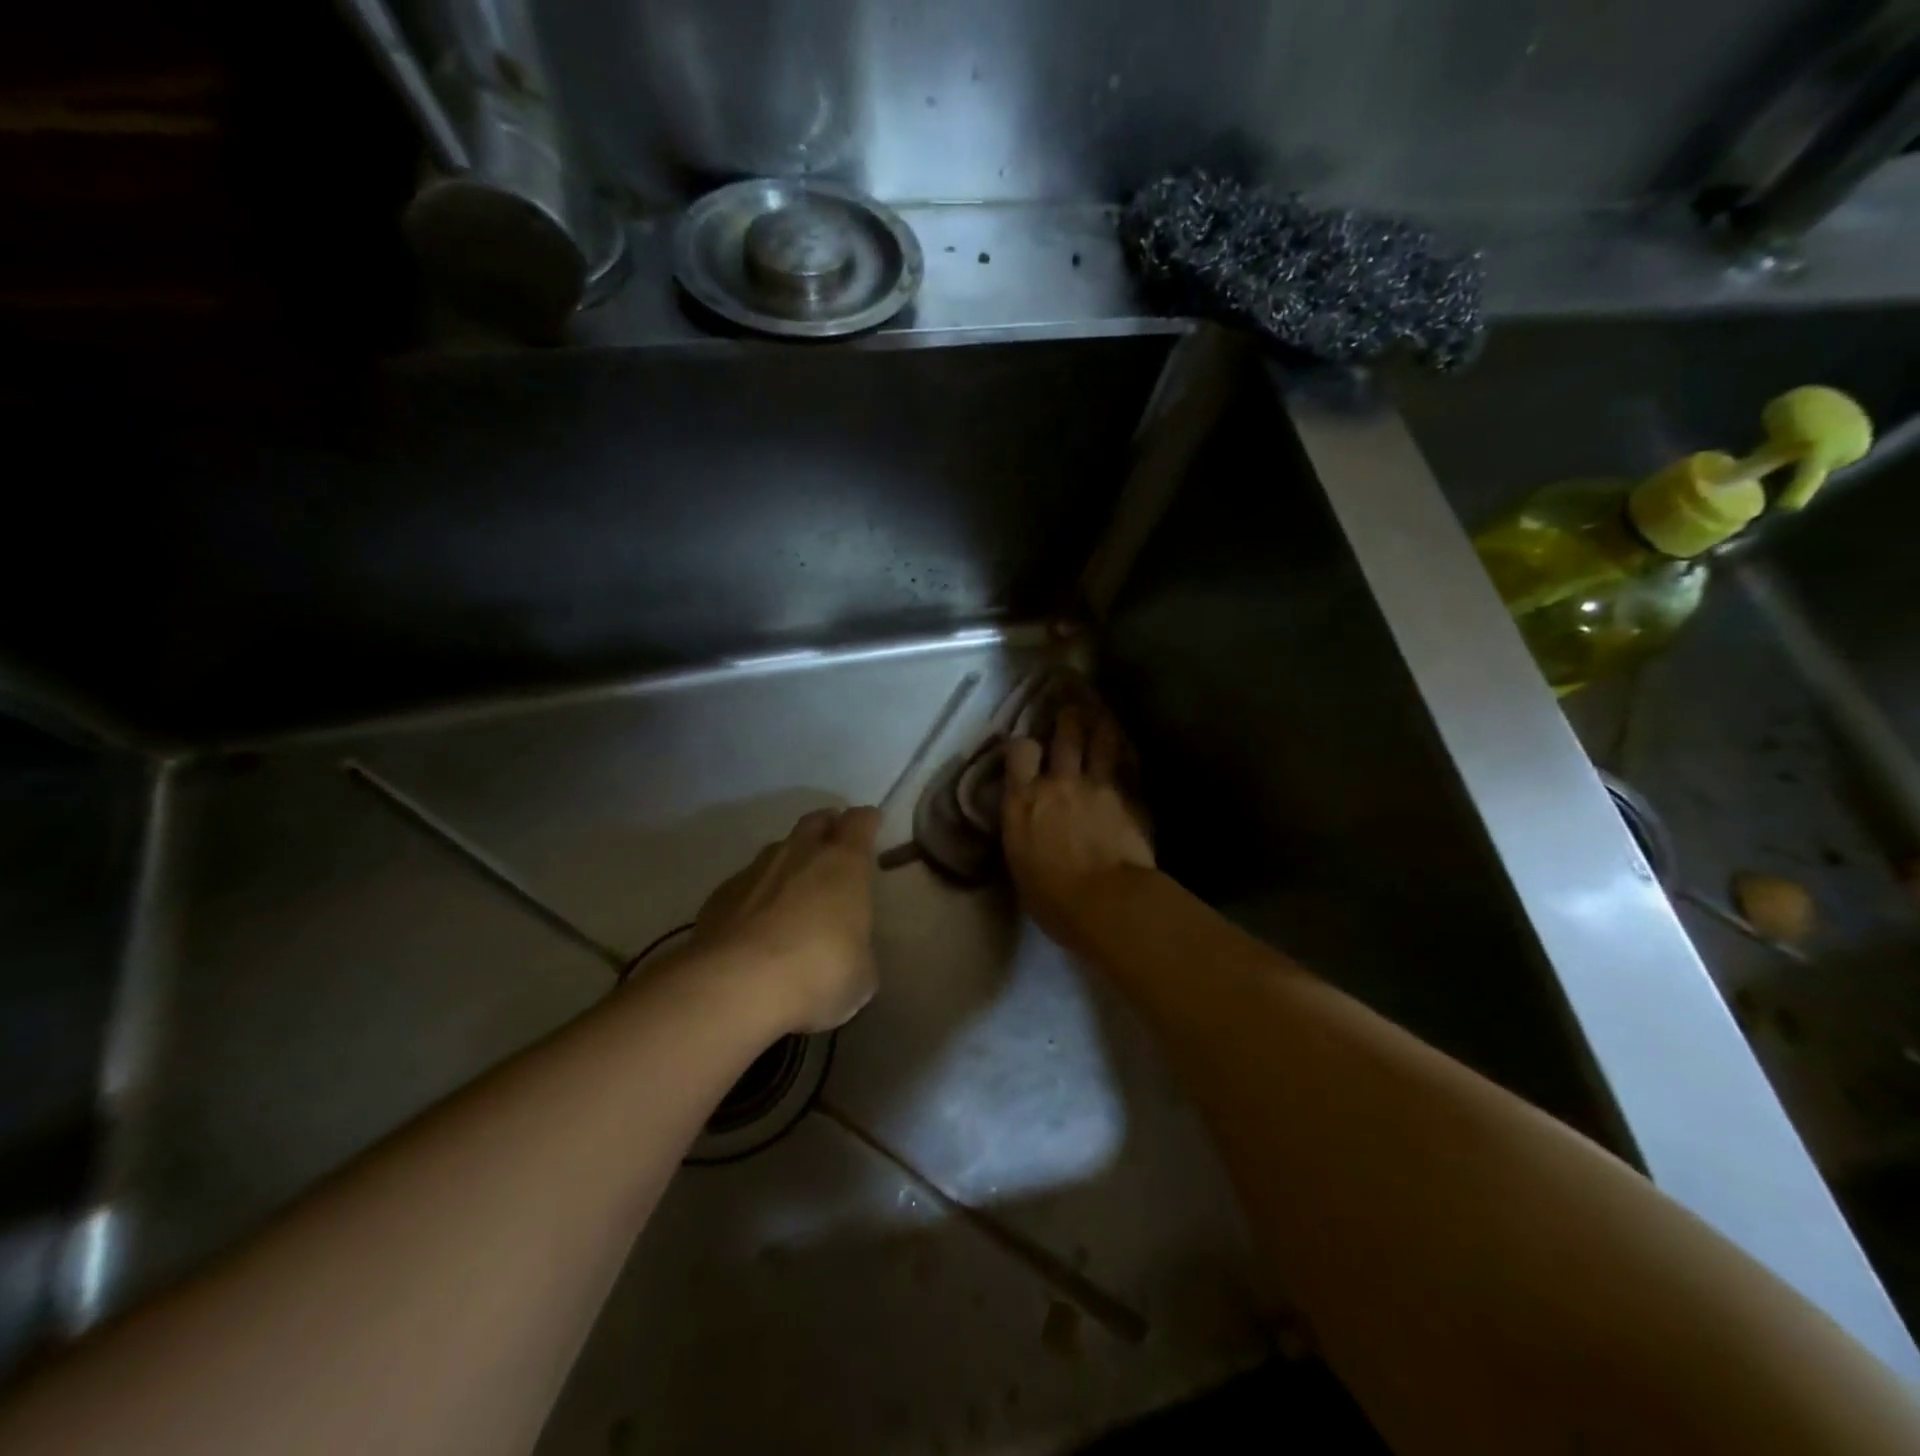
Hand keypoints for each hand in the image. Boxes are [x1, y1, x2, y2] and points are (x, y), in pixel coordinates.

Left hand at [691, 806, 881, 1033]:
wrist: (735, 987)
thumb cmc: (817, 973)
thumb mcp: (860, 976)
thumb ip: (859, 952)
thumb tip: (851, 954)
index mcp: (844, 864)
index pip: (860, 821)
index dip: (867, 823)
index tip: (872, 828)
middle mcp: (800, 854)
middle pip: (816, 821)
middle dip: (827, 830)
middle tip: (834, 853)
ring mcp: (755, 870)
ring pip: (778, 850)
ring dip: (790, 863)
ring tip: (795, 893)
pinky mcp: (719, 895)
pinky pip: (746, 882)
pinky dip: (756, 895)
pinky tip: (757, 925)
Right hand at [1002, 708, 1155, 949]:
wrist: (1106, 902)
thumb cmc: (1052, 898)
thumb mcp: (1019, 864)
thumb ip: (1023, 831)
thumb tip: (1027, 822)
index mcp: (1024, 801)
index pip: (1020, 752)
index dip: (1024, 745)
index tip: (1027, 748)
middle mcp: (1059, 783)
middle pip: (1065, 737)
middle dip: (1068, 719)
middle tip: (1072, 708)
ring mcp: (1097, 787)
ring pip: (1101, 743)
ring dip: (1100, 725)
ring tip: (1101, 714)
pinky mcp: (1128, 799)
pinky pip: (1126, 767)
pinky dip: (1125, 755)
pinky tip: (1127, 748)